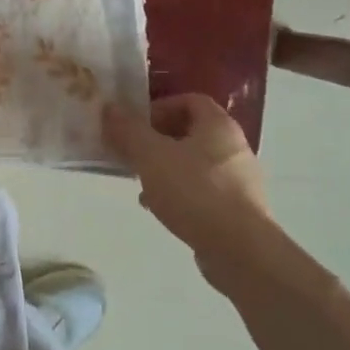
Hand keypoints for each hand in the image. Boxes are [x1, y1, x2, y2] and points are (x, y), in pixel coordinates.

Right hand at [103, 95, 270, 252]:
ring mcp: (239, 180)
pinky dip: (179, 193)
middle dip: (157, 140)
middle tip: (132, 153)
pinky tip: (159, 208)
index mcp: (218, 126)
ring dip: (165, 168)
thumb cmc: (194, 191)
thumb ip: (129, 131)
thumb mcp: (152, 156)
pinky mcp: (237, 209)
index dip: (159, 107)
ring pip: (194, 163)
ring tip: (141, 183)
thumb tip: (110, 108)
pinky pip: (202, 190)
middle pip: (190, 132)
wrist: (238, 249)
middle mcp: (234, 147)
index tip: (135, 125)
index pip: (189, 100)